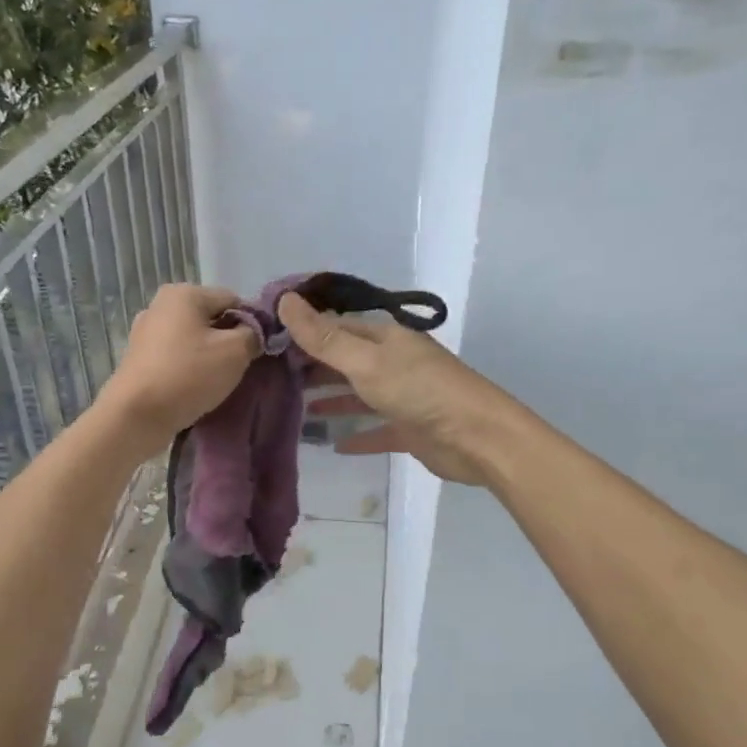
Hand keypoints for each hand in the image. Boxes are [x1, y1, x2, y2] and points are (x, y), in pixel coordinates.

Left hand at [101, 284, 259, 450]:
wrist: (136, 415)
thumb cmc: (189, 375)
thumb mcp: (235, 351)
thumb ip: (253, 334)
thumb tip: (254, 332)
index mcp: (184, 293)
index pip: (233, 300)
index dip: (252, 323)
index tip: (258, 350)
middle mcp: (160, 304)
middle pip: (211, 318)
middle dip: (229, 340)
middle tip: (240, 367)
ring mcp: (146, 332)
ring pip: (193, 338)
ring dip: (209, 356)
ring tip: (218, 381)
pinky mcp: (139, 358)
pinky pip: (176, 356)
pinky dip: (189, 367)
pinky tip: (195, 387)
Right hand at [279, 293, 519, 484]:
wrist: (477, 437)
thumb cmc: (419, 391)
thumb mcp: (366, 362)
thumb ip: (324, 338)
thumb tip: (285, 300)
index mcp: (385, 339)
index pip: (337, 327)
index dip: (305, 331)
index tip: (269, 341)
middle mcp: (393, 363)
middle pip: (347, 360)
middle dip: (314, 367)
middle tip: (274, 378)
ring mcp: (403, 397)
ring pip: (359, 394)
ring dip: (332, 400)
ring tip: (297, 409)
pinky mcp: (410, 430)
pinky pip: (377, 430)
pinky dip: (357, 435)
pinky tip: (335, 445)